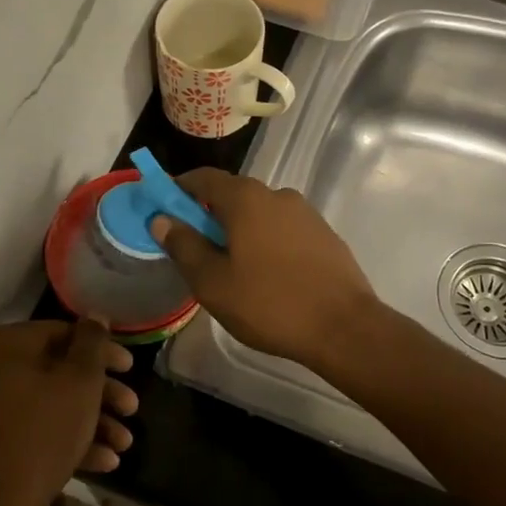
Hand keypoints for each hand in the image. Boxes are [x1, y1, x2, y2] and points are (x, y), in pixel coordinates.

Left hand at [0, 320, 135, 505]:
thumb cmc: (45, 430)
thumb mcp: (80, 381)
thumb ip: (92, 343)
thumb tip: (95, 316)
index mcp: (9, 346)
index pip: (64, 332)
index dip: (103, 349)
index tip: (130, 367)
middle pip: (62, 371)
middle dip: (103, 392)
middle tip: (132, 406)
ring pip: (56, 404)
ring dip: (95, 420)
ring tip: (125, 442)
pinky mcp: (2, 443)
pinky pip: (43, 430)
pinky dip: (74, 440)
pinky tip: (107, 461)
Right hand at [149, 168, 377, 368]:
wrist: (344, 327)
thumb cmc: (269, 304)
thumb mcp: (213, 282)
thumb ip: (184, 246)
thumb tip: (162, 219)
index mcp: (246, 198)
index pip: (203, 178)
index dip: (178, 190)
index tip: (163, 211)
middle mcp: (277, 194)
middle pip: (232, 194)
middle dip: (208, 214)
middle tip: (194, 248)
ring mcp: (305, 213)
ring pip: (259, 213)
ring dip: (240, 230)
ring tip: (231, 267)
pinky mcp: (324, 234)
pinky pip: (283, 229)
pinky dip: (266, 241)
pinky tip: (267, 275)